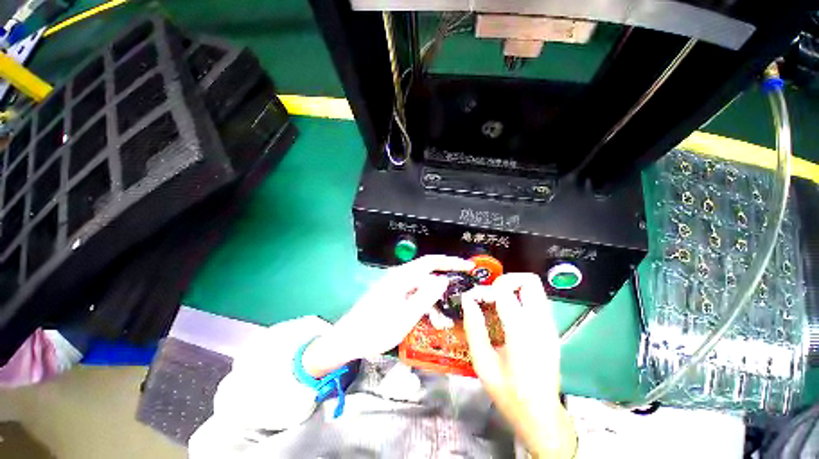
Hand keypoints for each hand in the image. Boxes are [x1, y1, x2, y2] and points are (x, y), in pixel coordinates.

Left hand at [302, 255, 473, 377]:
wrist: (347, 340)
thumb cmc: (375, 330)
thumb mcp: (405, 316)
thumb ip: (426, 296)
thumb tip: (443, 279)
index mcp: (401, 277)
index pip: (431, 262)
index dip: (451, 262)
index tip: (468, 266)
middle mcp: (398, 277)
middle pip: (427, 275)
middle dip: (443, 287)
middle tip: (459, 298)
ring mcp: (394, 286)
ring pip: (421, 287)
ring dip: (433, 301)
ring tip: (441, 321)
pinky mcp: (392, 295)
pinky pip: (413, 295)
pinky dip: (423, 305)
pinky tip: (428, 319)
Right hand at [462, 273, 576, 458]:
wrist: (541, 415)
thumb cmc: (509, 393)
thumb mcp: (483, 363)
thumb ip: (474, 328)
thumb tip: (467, 300)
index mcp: (522, 332)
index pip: (504, 290)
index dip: (485, 289)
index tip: (475, 299)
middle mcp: (541, 323)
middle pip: (529, 281)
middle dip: (506, 280)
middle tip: (490, 293)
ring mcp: (550, 326)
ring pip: (535, 289)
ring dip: (513, 288)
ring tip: (496, 302)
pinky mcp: (552, 330)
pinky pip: (537, 301)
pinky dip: (521, 298)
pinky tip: (507, 315)